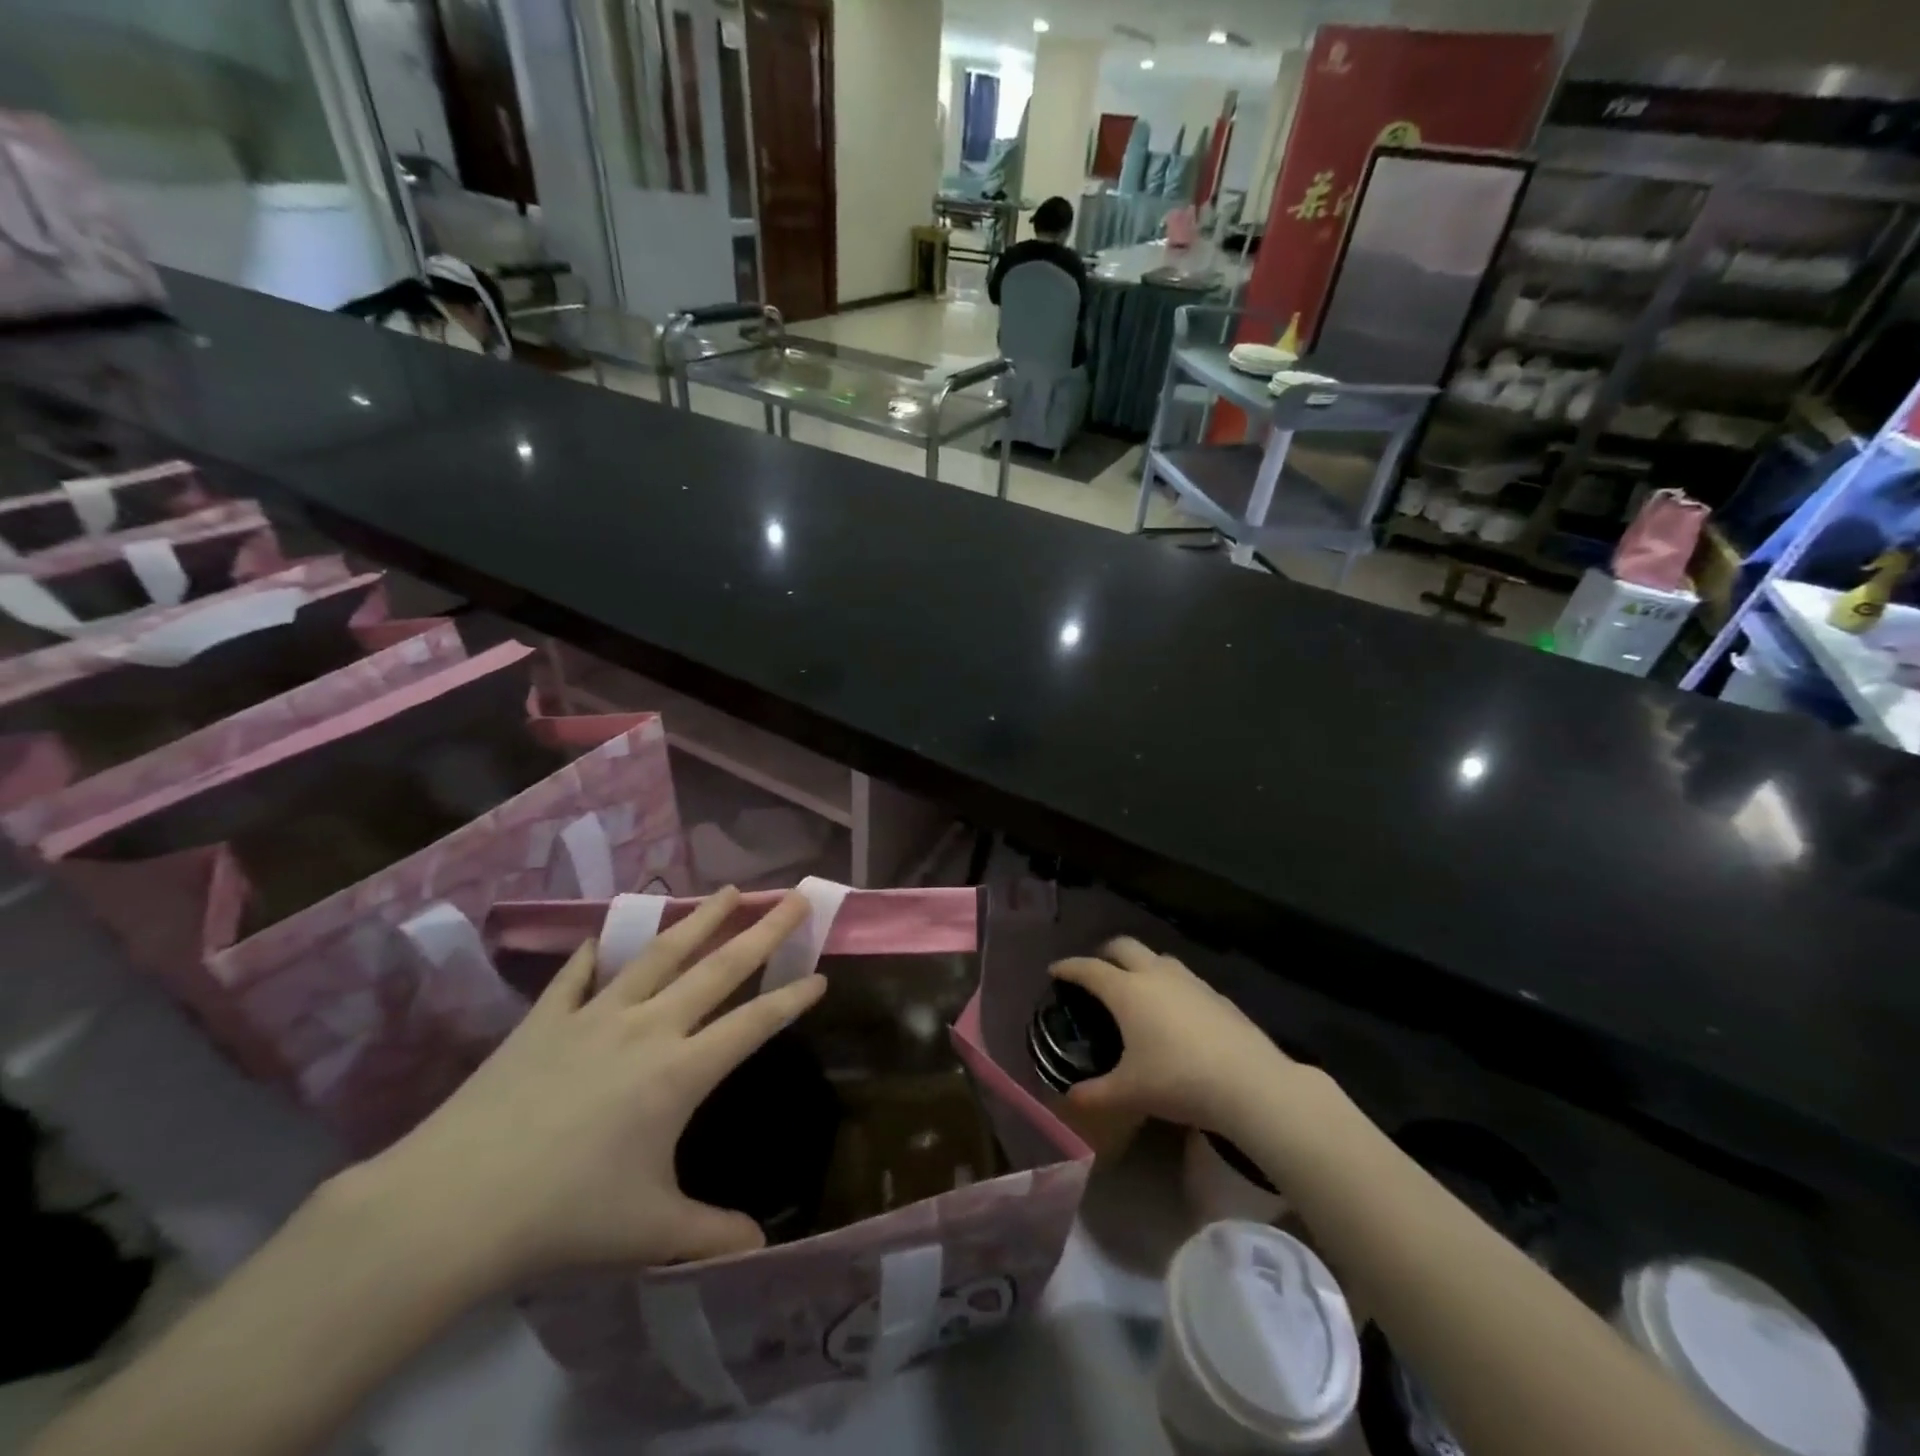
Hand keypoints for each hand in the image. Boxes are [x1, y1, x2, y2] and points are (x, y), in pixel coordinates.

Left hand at [339, 887, 825, 1289]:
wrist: (453, 1204)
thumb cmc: (564, 1217)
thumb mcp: (648, 1231)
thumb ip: (711, 1233)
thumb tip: (760, 1248)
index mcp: (681, 1072)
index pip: (754, 1023)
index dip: (792, 999)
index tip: (821, 975)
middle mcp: (648, 1028)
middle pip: (719, 968)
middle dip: (764, 931)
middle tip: (795, 896)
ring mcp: (595, 1016)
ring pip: (660, 954)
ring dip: (699, 920)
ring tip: (728, 891)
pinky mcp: (545, 1020)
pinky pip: (577, 975)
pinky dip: (594, 954)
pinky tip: (603, 938)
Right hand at [1050, 937, 1301, 1138]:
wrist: (1250, 1083)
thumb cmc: (1178, 1081)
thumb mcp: (1129, 1093)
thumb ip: (1095, 1094)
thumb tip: (1071, 1097)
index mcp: (1127, 991)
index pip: (1089, 969)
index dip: (1069, 967)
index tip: (1055, 970)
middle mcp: (1155, 975)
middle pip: (1124, 946)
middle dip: (1104, 953)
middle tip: (1095, 971)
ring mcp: (1190, 981)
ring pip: (1157, 958)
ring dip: (1140, 964)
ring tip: (1135, 988)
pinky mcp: (1216, 995)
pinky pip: (1183, 979)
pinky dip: (1168, 985)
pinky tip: (1175, 1012)